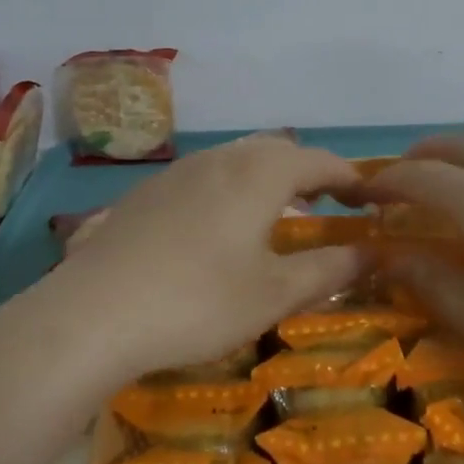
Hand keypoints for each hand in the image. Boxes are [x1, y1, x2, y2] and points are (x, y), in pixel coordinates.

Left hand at [31, 136, 365, 389]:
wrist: (92, 314)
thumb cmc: (197, 302)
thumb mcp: (273, 294)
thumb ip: (328, 270)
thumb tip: (372, 253)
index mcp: (259, 174)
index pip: (319, 161)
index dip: (350, 177)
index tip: (369, 199)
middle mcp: (221, 159)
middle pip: (277, 150)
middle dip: (308, 171)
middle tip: (328, 204)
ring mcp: (179, 171)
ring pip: (238, 158)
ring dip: (268, 177)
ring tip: (278, 213)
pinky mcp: (147, 191)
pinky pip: (205, 174)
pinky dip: (232, 188)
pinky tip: (219, 227)